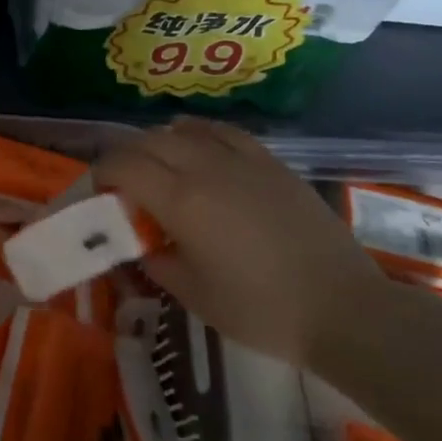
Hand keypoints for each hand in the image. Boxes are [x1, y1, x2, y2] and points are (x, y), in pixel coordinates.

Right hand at [94, 119, 389, 364]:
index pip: (122, 165)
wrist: (342, 307)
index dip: (101, 173)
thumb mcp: (191, 293)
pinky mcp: (270, 162)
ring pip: (182, 131)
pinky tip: (194, 144)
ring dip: (157, 144)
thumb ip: (154, 260)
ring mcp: (241, 159)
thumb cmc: (259, 309)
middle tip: (121, 186)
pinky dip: (196, 133)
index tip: (99, 193)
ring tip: (156, 167)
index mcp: (180, 200)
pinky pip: (222, 132)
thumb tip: (139, 242)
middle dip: (124, 158)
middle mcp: (205, 167)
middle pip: (147, 142)